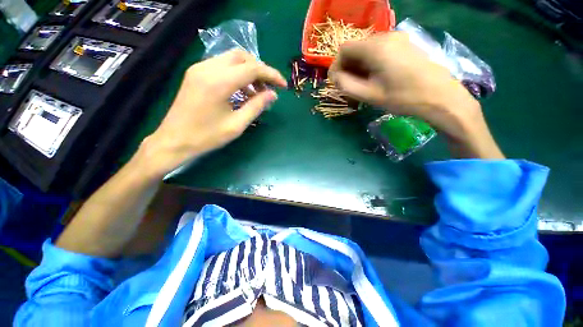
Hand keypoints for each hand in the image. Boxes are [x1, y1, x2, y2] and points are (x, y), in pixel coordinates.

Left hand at [138, 49, 286, 177]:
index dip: (271, 75)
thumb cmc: (207, 137)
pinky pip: (222, 66)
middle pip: (242, 56)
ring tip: (257, 93)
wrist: (174, 140)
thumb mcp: (236, 125)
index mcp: (219, 82)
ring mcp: (199, 68)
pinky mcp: (196, 73)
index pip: (253, 68)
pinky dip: (236, 75)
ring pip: (231, 59)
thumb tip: (272, 94)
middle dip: (260, 70)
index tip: (283, 85)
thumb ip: (256, 107)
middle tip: (269, 88)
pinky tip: (241, 92)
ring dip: (248, 72)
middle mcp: (208, 68)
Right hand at [329, 32, 503, 158]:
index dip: (336, 66)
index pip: (344, 49)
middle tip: (349, 88)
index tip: (338, 83)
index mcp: (375, 47)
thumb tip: (334, 76)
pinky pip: (379, 51)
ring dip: (359, 67)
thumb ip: (346, 84)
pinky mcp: (404, 44)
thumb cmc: (402, 97)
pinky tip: (375, 78)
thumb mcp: (369, 95)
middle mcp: (385, 36)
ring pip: (366, 50)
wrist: (440, 96)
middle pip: (355, 48)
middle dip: (348, 68)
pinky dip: (370, 64)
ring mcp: (397, 38)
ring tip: (362, 85)